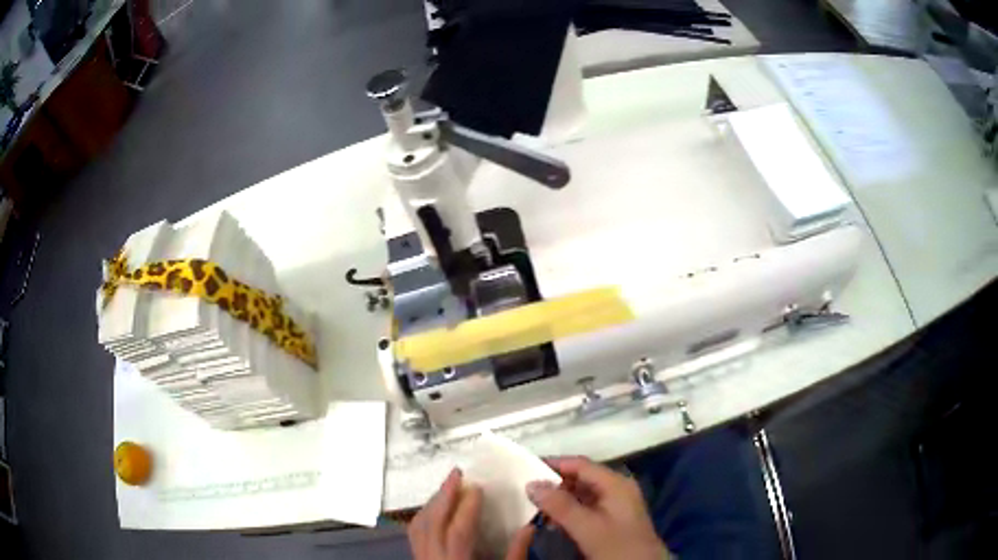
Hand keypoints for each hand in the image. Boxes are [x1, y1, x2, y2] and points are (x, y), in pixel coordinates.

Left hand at [408, 468, 535, 559]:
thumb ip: (515, 555)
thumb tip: (529, 527)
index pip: (459, 529)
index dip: (467, 506)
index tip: (478, 486)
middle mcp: (433, 558)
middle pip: (432, 521)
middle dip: (444, 495)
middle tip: (457, 473)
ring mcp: (422, 558)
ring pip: (419, 525)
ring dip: (432, 503)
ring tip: (447, 487)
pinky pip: (414, 533)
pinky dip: (423, 516)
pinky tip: (434, 510)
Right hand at [527, 457, 668, 559]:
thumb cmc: (617, 546)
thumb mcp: (587, 527)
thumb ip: (560, 505)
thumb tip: (532, 484)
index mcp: (616, 484)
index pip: (581, 464)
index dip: (554, 464)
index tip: (525, 469)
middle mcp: (618, 489)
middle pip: (582, 477)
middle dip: (555, 484)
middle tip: (527, 493)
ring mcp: (617, 505)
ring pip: (583, 494)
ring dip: (560, 500)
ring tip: (537, 510)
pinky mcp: (614, 521)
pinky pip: (587, 508)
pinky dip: (569, 512)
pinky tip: (555, 524)